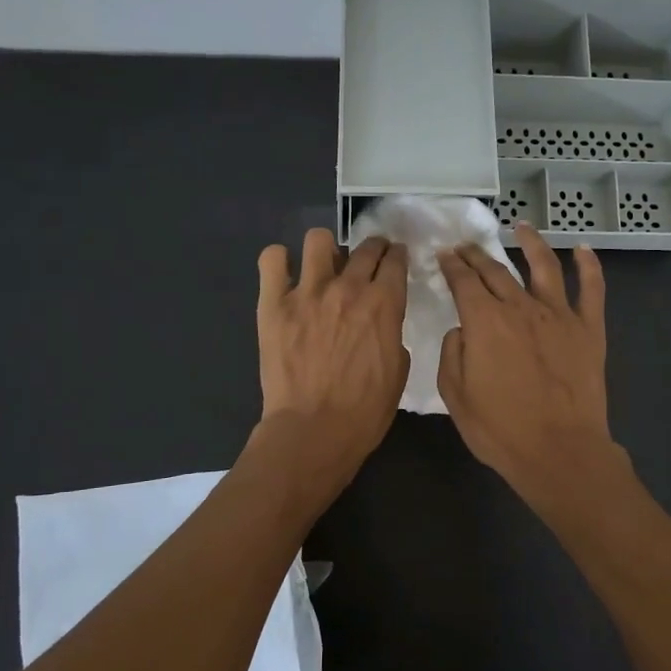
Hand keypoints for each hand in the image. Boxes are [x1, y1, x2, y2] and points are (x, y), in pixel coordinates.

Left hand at [255, 230, 409, 482]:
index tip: (394, 259)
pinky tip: (285, 275)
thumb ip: (392, 334)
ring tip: (325, 266)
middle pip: (364, 247)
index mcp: (384, 304)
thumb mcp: (398, 371)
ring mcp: (307, 292)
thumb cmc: (364, 411)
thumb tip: (381, 321)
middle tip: (368, 260)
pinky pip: (272, 259)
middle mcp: (348, 288)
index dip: (397, 256)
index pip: (394, 261)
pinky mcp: (273, 304)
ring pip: (318, 239)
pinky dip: (279, 261)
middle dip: (372, 248)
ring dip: (327, 249)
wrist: (313, 431)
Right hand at [437, 223, 621, 504]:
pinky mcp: (589, 329)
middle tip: (466, 245)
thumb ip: (453, 353)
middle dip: (477, 254)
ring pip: (544, 266)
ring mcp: (559, 315)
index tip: (444, 255)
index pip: (463, 281)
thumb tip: (463, 330)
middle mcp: (520, 307)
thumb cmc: (501, 430)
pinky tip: (584, 249)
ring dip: (531, 242)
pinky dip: (589, 266)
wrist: (560, 452)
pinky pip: (592, 289)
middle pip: (496, 270)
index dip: (451, 265)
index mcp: (484, 321)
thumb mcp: (456, 396)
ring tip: (522, 227)